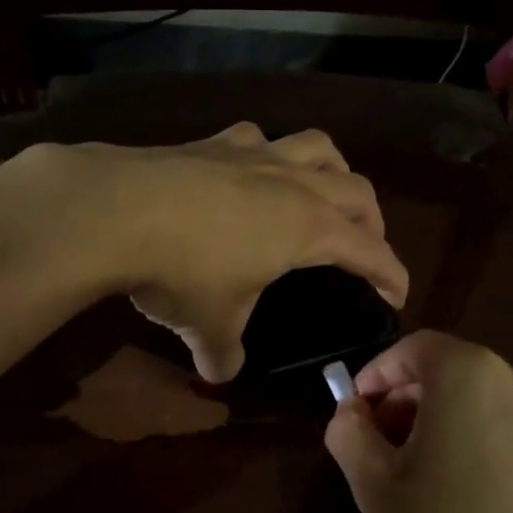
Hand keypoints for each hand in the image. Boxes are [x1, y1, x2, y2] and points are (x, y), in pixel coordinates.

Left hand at [32, 123, 408, 381]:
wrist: (116, 210)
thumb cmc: (182, 271)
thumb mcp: (209, 324)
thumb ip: (223, 352)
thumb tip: (220, 372)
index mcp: (309, 228)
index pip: (369, 251)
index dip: (390, 274)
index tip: (396, 295)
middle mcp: (292, 182)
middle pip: (356, 190)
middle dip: (371, 221)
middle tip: (364, 247)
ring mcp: (253, 154)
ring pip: (316, 147)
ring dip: (333, 170)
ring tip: (324, 191)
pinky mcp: (214, 141)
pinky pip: (258, 139)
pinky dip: (269, 155)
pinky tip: (250, 171)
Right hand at [324, 330, 512, 512]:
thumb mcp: (372, 483)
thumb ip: (349, 432)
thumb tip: (349, 412)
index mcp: (469, 375)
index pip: (414, 348)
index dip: (377, 373)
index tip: (355, 410)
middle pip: (446, 370)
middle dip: (404, 398)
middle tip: (376, 441)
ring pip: (475, 397)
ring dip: (436, 417)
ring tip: (412, 468)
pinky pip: (502, 423)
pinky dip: (470, 435)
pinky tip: (454, 485)